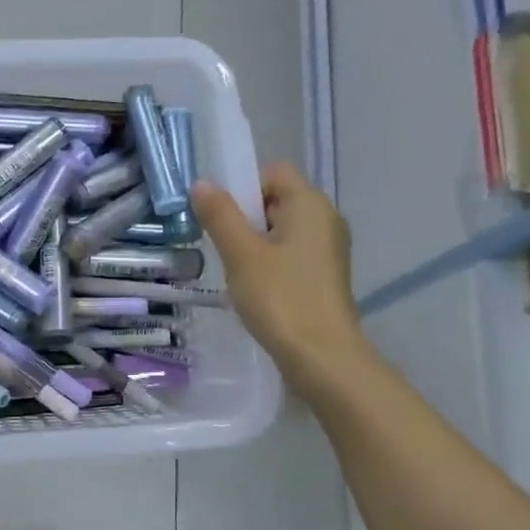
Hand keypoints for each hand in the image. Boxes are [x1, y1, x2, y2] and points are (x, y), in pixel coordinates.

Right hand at [192, 164, 373, 398]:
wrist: (322, 357)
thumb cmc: (281, 298)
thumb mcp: (241, 254)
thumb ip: (220, 215)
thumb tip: (201, 184)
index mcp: (310, 204)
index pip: (273, 172)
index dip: (243, 186)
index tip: (222, 218)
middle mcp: (325, 219)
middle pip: (276, 200)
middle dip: (244, 218)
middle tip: (223, 247)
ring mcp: (328, 249)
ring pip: (281, 230)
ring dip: (253, 244)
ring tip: (236, 272)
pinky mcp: (324, 275)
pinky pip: (290, 253)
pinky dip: (269, 263)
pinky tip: (254, 289)